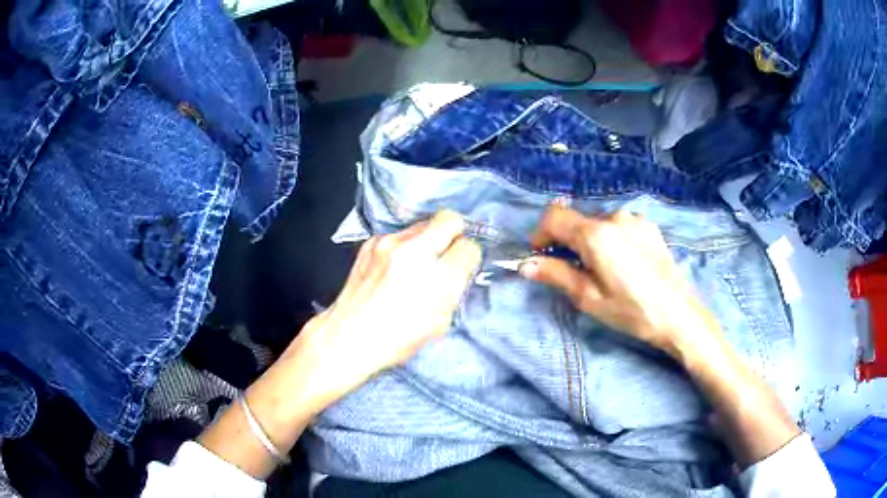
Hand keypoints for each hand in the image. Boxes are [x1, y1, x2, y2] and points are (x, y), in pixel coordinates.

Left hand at [284, 210, 481, 407]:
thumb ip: (454, 288)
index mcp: (439, 279)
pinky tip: (395, 265)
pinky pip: (400, 234)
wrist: (348, 335)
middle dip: (454, 233)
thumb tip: (459, 267)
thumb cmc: (397, 339)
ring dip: (428, 239)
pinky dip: (404, 246)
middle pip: (450, 219)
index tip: (462, 265)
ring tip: (418, 261)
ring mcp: (390, 243)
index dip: (468, 256)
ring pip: (424, 223)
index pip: (470, 247)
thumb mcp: (440, 322)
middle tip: (448, 251)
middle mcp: (416, 253)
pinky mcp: (372, 241)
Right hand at [520, 206, 720, 358]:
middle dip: (566, 240)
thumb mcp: (589, 298)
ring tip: (602, 270)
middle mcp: (614, 217)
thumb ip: (556, 274)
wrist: (679, 314)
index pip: (554, 216)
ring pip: (598, 223)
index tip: (540, 255)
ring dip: (590, 240)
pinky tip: (623, 264)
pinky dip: (610, 238)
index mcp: (596, 234)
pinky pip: (618, 226)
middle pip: (577, 219)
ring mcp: (635, 219)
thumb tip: (525, 264)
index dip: (541, 233)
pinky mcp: (649, 226)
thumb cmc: (631, 311)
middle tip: (572, 270)